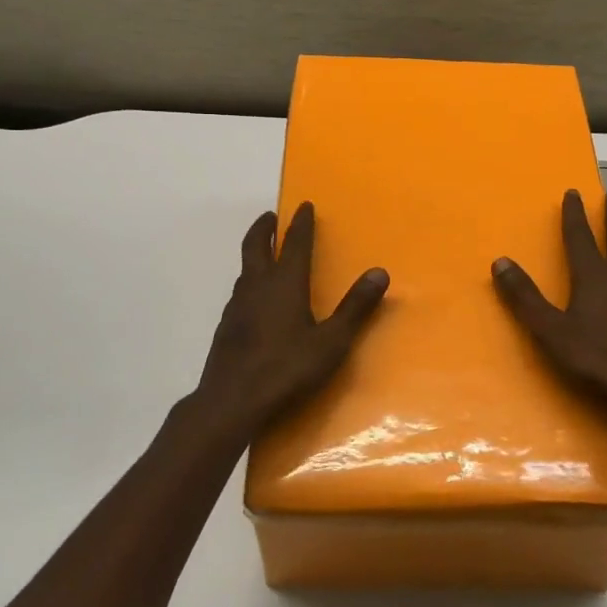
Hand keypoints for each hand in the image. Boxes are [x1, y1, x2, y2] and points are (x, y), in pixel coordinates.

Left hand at [187, 203, 388, 449]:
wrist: (232, 401)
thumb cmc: (287, 369)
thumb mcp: (331, 342)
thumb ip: (355, 308)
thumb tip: (379, 272)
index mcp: (284, 284)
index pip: (294, 244)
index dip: (301, 223)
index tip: (304, 205)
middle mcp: (257, 286)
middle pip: (256, 246)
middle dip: (264, 228)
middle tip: (270, 217)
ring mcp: (236, 306)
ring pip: (244, 269)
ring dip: (255, 254)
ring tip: (265, 255)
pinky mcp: (226, 326)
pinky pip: (239, 292)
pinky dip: (249, 281)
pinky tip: (254, 300)